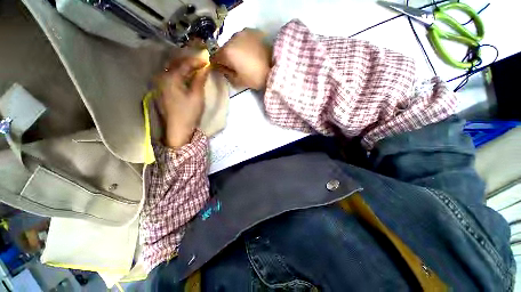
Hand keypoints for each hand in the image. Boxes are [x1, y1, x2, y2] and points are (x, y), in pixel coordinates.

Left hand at [157, 57, 209, 148]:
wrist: (178, 129)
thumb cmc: (189, 112)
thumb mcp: (197, 96)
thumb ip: (200, 79)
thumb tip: (205, 68)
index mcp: (171, 78)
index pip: (185, 64)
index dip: (197, 61)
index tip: (207, 61)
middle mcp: (163, 77)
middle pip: (175, 63)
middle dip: (189, 61)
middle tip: (201, 63)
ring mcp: (161, 84)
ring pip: (172, 69)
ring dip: (183, 67)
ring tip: (195, 68)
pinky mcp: (162, 91)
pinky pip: (171, 76)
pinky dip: (179, 74)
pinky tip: (186, 77)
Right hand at [211, 28, 271, 89]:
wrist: (276, 68)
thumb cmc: (255, 77)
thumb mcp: (238, 81)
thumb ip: (226, 74)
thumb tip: (222, 68)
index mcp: (227, 52)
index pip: (215, 58)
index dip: (218, 65)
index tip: (225, 71)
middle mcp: (232, 38)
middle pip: (224, 49)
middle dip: (227, 57)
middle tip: (237, 67)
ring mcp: (243, 32)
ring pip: (233, 42)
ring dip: (236, 50)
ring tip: (246, 59)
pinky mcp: (253, 31)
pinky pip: (243, 38)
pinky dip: (244, 45)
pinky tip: (252, 52)